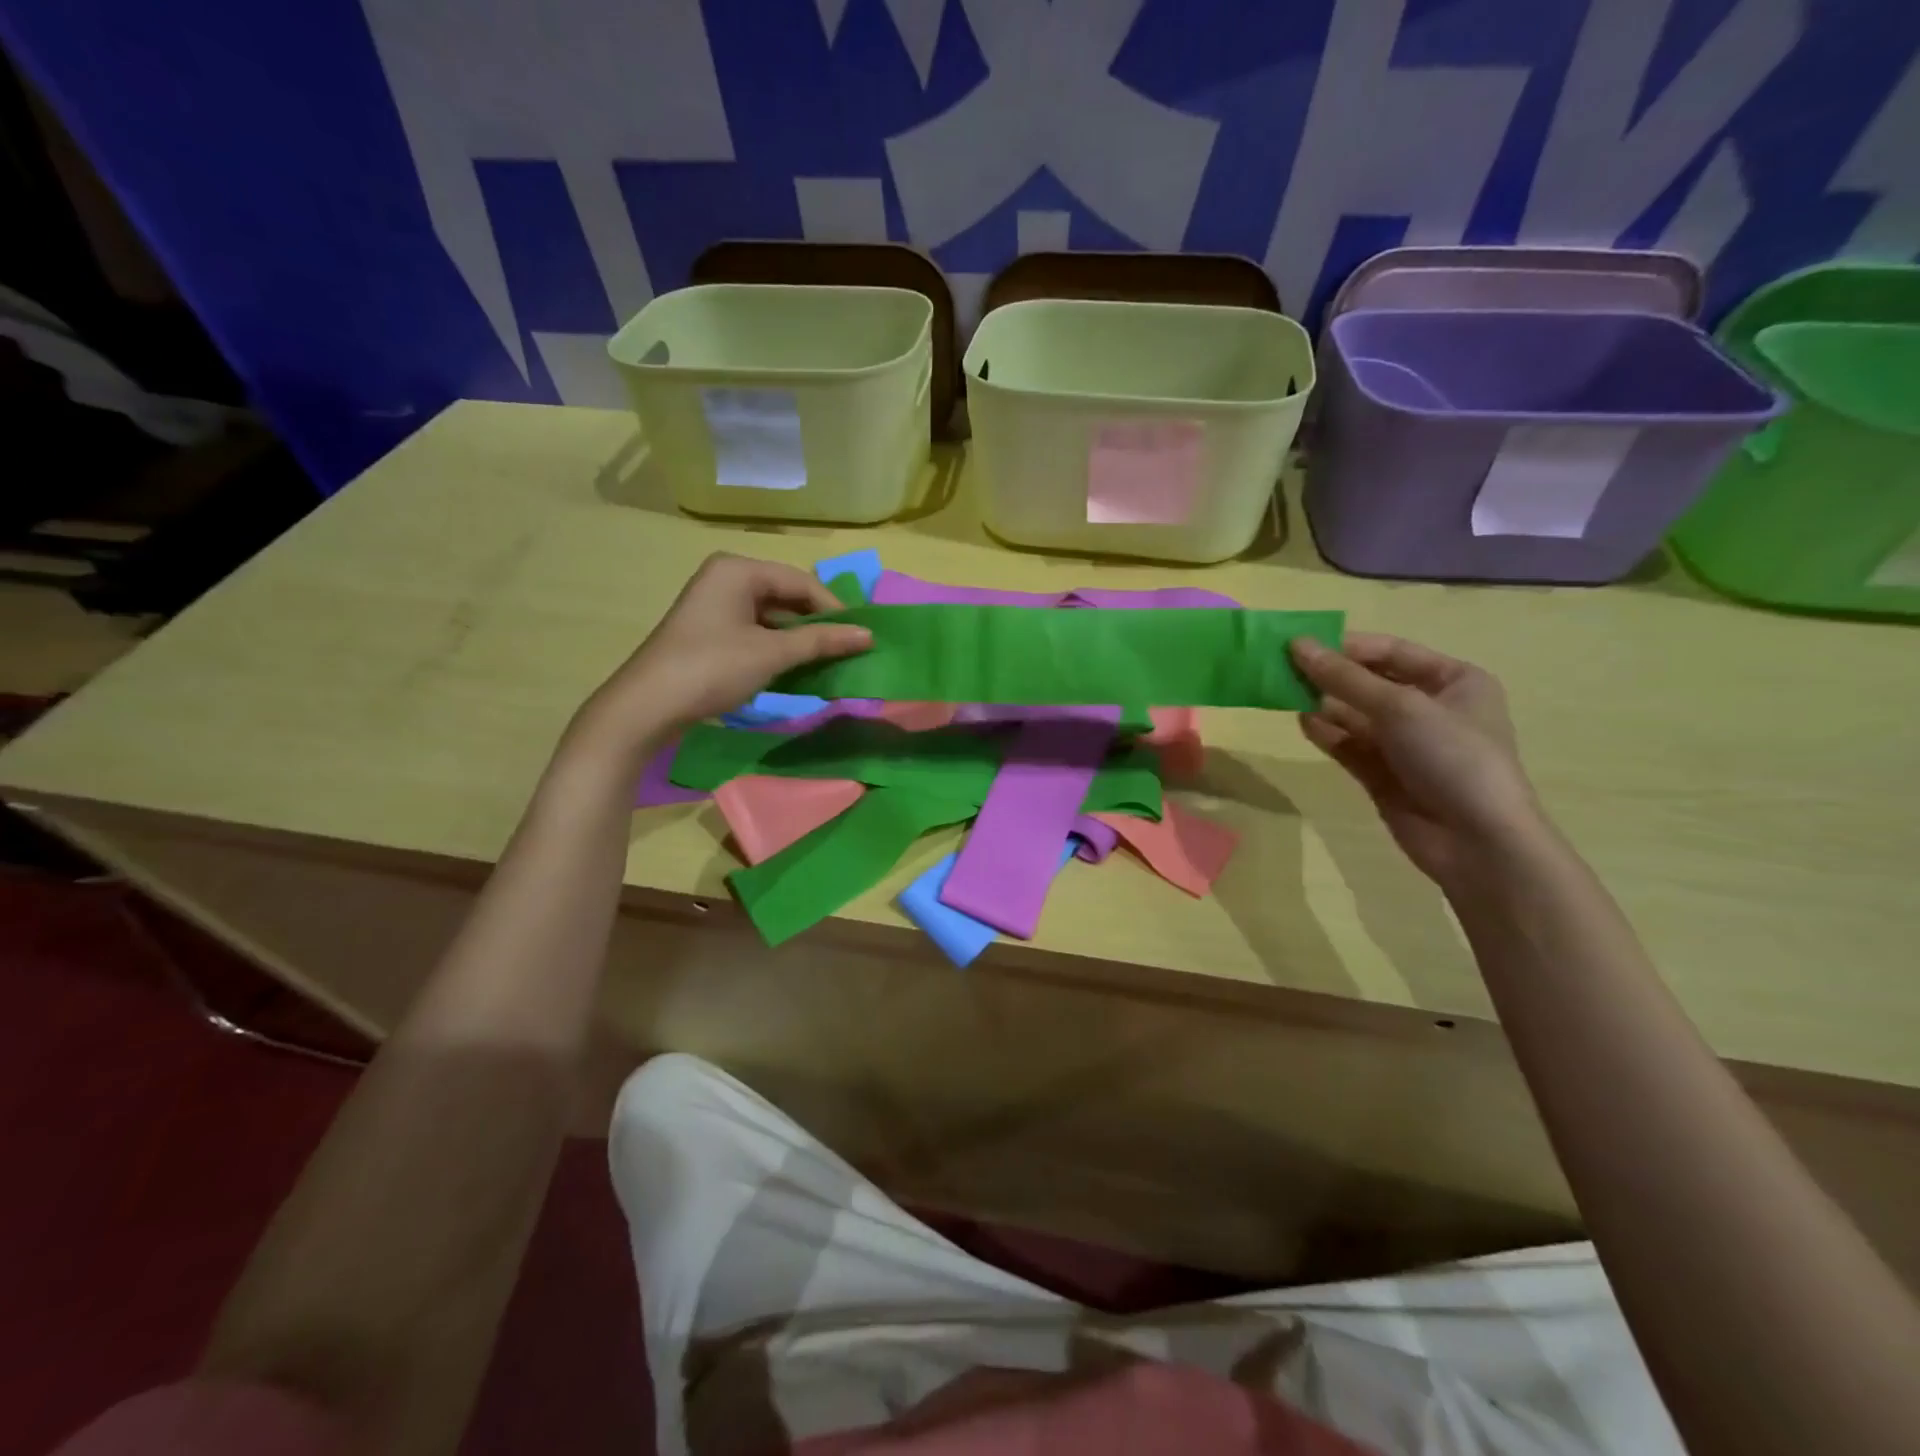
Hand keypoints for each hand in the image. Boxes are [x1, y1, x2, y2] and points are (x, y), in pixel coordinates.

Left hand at [571, 553, 870, 755]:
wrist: (648, 706)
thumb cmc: (712, 668)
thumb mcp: (772, 653)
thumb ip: (821, 641)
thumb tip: (869, 635)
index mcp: (739, 569)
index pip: (801, 582)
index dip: (835, 609)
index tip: (862, 637)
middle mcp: (727, 578)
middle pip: (787, 596)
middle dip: (817, 624)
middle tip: (849, 650)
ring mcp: (716, 605)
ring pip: (773, 616)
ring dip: (800, 640)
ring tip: (829, 662)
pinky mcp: (711, 631)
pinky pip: (756, 631)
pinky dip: (779, 648)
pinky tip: (797, 669)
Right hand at [1289, 633, 1543, 886]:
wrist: (1476, 841)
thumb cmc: (1453, 757)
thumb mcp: (1399, 707)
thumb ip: (1344, 678)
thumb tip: (1297, 645)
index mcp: (1453, 680)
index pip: (1392, 652)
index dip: (1347, 646)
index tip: (1300, 644)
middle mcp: (1430, 708)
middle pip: (1369, 682)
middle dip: (1330, 676)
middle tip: (1282, 668)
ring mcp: (1405, 744)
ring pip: (1354, 714)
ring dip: (1322, 703)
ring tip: (1284, 694)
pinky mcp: (1383, 774)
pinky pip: (1349, 744)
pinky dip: (1326, 733)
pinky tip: (1302, 723)